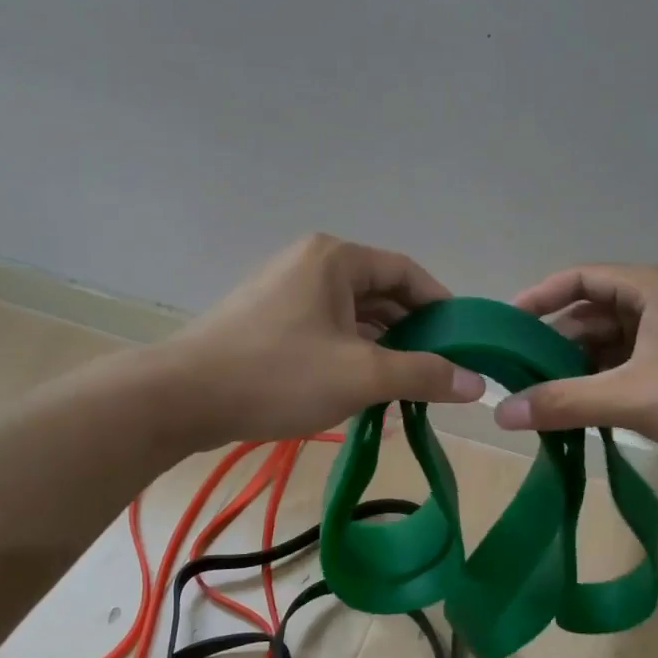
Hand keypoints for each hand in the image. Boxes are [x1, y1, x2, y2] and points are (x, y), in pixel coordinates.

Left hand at [159, 234, 483, 449]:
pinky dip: (351, 355)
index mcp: (335, 259)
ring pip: (352, 316)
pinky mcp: (268, 320)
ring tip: (405, 388)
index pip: (406, 272)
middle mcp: (311, 264)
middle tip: (438, 372)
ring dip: (382, 349)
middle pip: (380, 294)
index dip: (441, 306)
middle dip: (412, 334)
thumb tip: (476, 382)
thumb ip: (423, 374)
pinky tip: (363, 389)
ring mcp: (285, 291)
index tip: (463, 343)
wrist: (181, 398)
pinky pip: (326, 330)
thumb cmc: (277, 375)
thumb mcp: (361, 375)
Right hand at [494, 264, 657, 481]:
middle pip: (592, 313)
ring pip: (612, 345)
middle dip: (554, 343)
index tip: (504, 327)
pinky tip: (583, 414)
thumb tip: (500, 413)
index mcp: (651, 288)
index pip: (579, 278)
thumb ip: (564, 402)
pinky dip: (605, 385)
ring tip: (542, 400)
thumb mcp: (633, 397)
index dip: (538, 298)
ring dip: (579, 369)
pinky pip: (632, 368)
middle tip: (516, 375)